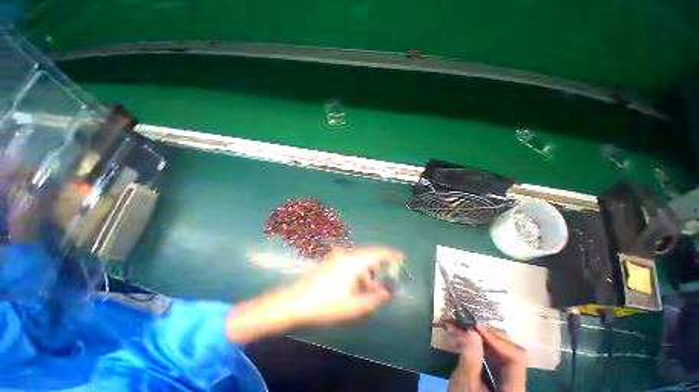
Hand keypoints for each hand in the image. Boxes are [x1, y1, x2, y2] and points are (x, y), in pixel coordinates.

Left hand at [226, 247, 402, 343]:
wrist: (295, 301)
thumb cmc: (325, 304)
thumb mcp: (353, 306)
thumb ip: (373, 299)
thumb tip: (386, 293)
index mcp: (353, 261)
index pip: (376, 253)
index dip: (390, 254)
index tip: (401, 257)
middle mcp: (346, 254)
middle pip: (368, 256)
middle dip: (378, 268)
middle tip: (383, 283)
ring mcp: (336, 257)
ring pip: (358, 260)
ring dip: (367, 272)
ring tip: (369, 289)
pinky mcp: (330, 261)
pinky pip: (349, 263)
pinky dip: (357, 272)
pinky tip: (355, 286)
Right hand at [448, 324, 526, 391]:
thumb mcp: (465, 382)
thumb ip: (470, 360)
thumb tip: (472, 331)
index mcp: (514, 387)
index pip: (516, 357)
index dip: (497, 340)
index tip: (475, 328)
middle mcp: (516, 379)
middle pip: (510, 350)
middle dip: (488, 336)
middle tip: (467, 326)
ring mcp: (507, 375)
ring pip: (500, 349)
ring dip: (481, 337)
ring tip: (462, 328)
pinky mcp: (497, 372)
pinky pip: (492, 353)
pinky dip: (479, 343)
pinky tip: (465, 336)